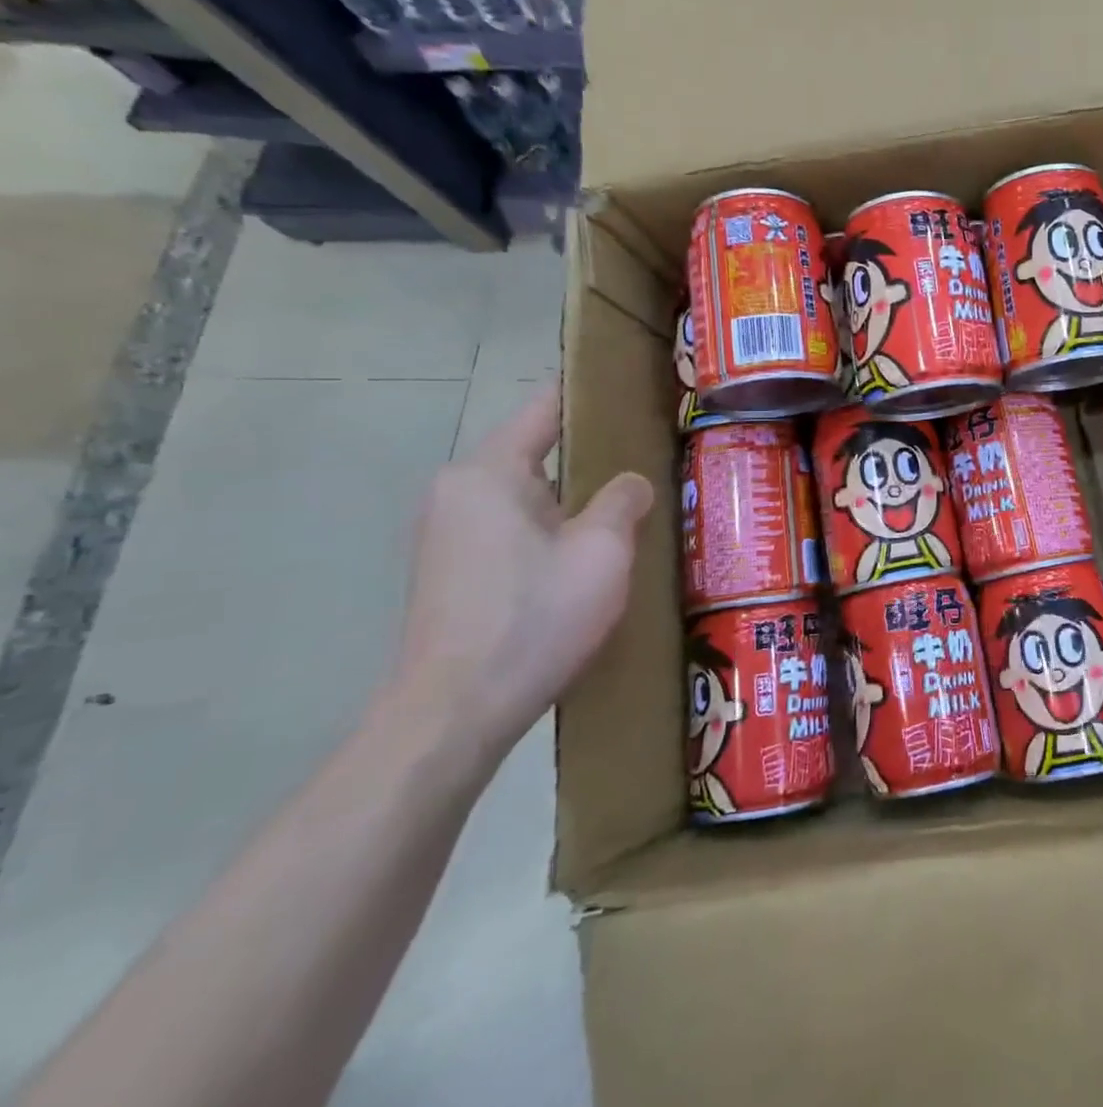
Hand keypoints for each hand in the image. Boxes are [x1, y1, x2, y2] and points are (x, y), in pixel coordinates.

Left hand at [392, 384, 653, 759]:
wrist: (455, 713)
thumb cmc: (535, 617)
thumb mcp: (602, 552)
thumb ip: (624, 499)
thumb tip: (629, 483)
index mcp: (489, 472)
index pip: (547, 408)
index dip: (594, 396)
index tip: (637, 393)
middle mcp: (458, 490)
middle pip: (538, 453)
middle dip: (592, 458)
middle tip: (649, 464)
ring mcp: (447, 532)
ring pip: (527, 495)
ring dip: (573, 501)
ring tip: (628, 512)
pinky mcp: (450, 570)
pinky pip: (511, 528)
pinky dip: (549, 530)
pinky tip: (585, 559)